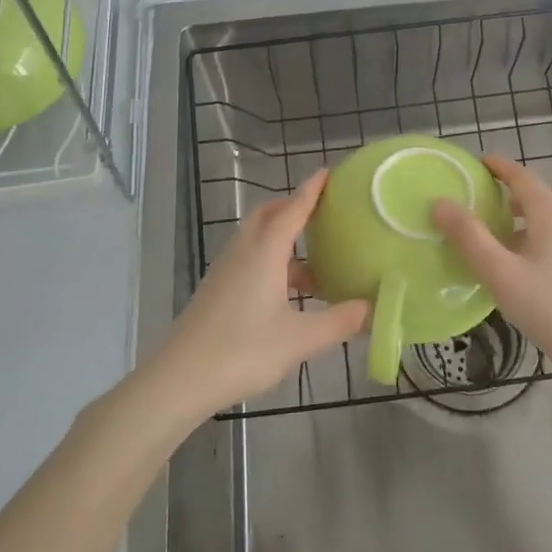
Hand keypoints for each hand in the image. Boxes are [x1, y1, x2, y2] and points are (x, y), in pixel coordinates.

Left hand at [155, 171, 369, 414]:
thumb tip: (372, 308)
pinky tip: (288, 291)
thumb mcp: (299, 340)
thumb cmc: (242, 351)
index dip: (311, 190)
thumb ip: (339, 322)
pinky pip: (249, 258)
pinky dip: (272, 260)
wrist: (179, 378)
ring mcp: (226, 270)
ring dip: (283, 237)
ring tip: (314, 257)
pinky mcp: (217, 290)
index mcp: (264, 252)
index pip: (292, 209)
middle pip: (268, 215)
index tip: (328, 172)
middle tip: (322, 211)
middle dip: (294, 207)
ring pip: (257, 238)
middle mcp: (243, 252)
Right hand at [432, 155, 551, 387]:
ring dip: (539, 219)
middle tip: (499, 209)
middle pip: (550, 194)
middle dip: (523, 195)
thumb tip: (440, 202)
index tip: (481, 163)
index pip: (523, 177)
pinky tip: (537, 272)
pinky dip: (551, 241)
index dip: (501, 167)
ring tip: (514, 243)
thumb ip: (470, 238)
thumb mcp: (501, 274)